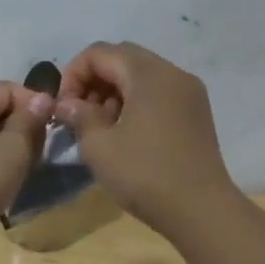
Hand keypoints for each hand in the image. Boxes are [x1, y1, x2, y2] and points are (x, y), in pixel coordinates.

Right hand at [56, 42, 234, 235]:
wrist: (202, 211)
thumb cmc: (145, 174)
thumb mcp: (99, 146)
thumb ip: (79, 116)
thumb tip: (67, 104)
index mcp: (148, 73)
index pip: (99, 52)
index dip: (73, 74)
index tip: (63, 107)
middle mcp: (172, 73)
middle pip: (122, 58)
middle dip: (94, 80)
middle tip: (78, 113)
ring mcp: (189, 92)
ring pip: (141, 75)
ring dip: (114, 91)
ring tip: (100, 127)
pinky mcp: (196, 113)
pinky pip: (158, 93)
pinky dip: (135, 102)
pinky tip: (125, 133)